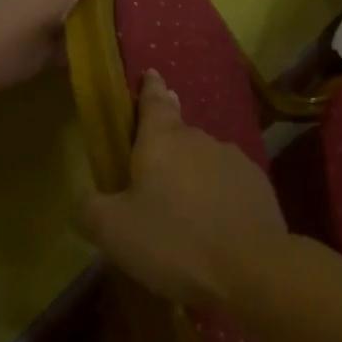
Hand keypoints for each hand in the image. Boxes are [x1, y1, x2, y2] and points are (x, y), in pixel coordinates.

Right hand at [76, 70, 285, 307]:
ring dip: (192, 174)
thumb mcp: (114, 232)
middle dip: (165, 143)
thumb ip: (90, 210)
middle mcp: (198, 138)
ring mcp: (233, 159)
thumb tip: (84, 201)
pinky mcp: (258, 185)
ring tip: (182, 209)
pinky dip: (217, 197)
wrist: (252, 267)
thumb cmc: (174, 240)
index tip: (150, 74)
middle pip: (178, 132)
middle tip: (152, 166)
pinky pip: (228, 184)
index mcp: (161, 139)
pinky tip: (213, 226)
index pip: (153, 100)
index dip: (148, 88)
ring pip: (204, 159)